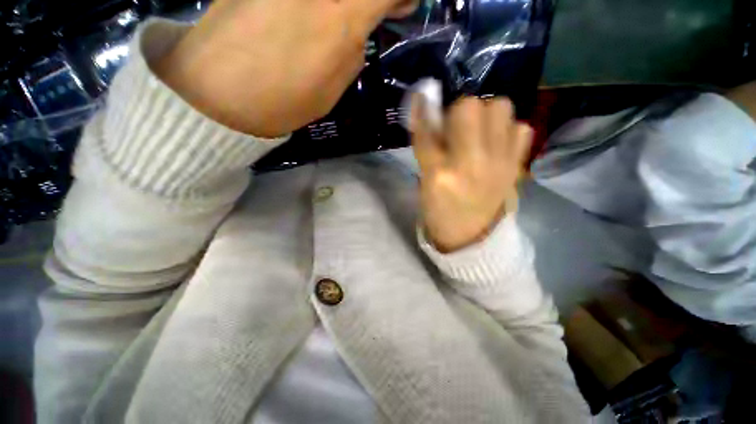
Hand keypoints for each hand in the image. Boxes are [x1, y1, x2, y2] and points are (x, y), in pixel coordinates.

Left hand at [155, 0, 417, 137]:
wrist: (217, 92)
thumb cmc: (284, 99)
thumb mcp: (334, 86)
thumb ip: (354, 48)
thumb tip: (363, 24)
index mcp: (343, 13)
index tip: (401, 7)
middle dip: (370, 1)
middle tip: (373, 11)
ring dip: (342, 5)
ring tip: (336, 17)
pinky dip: (314, 5)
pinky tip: (308, 12)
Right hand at [411, 96, 532, 252]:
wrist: (471, 234)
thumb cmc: (439, 210)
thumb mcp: (425, 182)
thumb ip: (426, 147)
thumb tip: (428, 113)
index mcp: (440, 174)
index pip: (429, 129)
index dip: (423, 108)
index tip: (423, 96)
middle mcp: (471, 163)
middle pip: (470, 107)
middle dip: (458, 110)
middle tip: (455, 126)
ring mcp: (500, 162)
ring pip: (500, 108)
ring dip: (485, 114)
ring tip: (477, 132)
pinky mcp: (517, 165)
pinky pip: (521, 128)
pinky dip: (507, 129)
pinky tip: (496, 143)